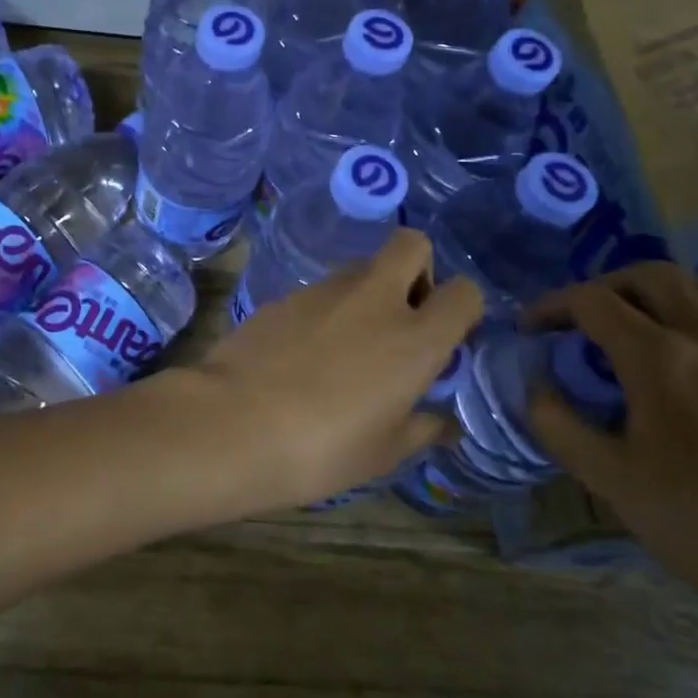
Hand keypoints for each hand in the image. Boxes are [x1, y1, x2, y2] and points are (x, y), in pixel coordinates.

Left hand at [186, 228, 480, 512]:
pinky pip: (318, 291)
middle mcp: (374, 299)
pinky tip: (303, 351)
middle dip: (417, 269)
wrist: (232, 424)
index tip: (445, 337)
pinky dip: (325, 310)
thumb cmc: (322, 449)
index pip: (464, 292)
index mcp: (414, 338)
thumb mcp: (383, 453)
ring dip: (367, 291)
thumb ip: (421, 428)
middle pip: (411, 245)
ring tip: (347, 343)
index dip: (461, 309)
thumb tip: (445, 423)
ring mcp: (323, 290)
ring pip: (360, 267)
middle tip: (401, 316)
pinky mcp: (283, 295)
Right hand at [524, 263, 697, 621]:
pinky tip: (673, 357)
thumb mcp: (609, 480)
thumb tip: (537, 386)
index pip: (594, 302)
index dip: (551, 306)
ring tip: (625, 326)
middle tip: (576, 321)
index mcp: (663, 360)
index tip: (529, 329)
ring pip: (697, 285)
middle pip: (650, 276)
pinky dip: (687, 311)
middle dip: (601, 287)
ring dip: (649, 292)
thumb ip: (557, 423)